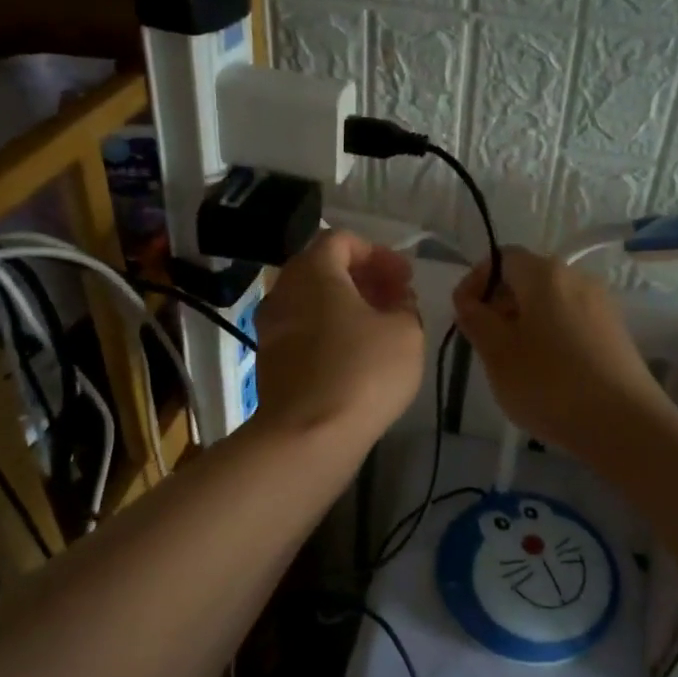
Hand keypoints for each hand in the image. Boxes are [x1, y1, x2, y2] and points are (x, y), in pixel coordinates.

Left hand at [252, 230, 424, 450]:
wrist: (308, 436)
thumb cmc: (363, 371)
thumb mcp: (406, 331)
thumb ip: (405, 305)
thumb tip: (396, 300)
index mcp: (313, 272)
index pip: (341, 240)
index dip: (378, 253)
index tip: (404, 277)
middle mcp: (283, 292)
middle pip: (323, 269)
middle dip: (362, 278)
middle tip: (395, 298)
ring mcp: (271, 329)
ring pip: (312, 302)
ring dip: (347, 306)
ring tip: (381, 328)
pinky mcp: (271, 362)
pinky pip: (304, 331)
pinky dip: (330, 331)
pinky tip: (357, 355)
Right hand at [452, 247, 674, 458]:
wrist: (624, 423)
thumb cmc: (550, 383)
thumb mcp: (497, 354)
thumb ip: (476, 320)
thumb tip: (469, 301)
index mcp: (545, 274)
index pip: (502, 258)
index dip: (476, 281)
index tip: (462, 314)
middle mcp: (577, 278)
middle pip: (528, 278)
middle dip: (499, 304)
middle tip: (483, 342)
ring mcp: (601, 305)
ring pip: (551, 303)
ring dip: (525, 322)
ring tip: (512, 362)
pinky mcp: (615, 333)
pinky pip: (572, 322)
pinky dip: (551, 336)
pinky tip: (546, 373)